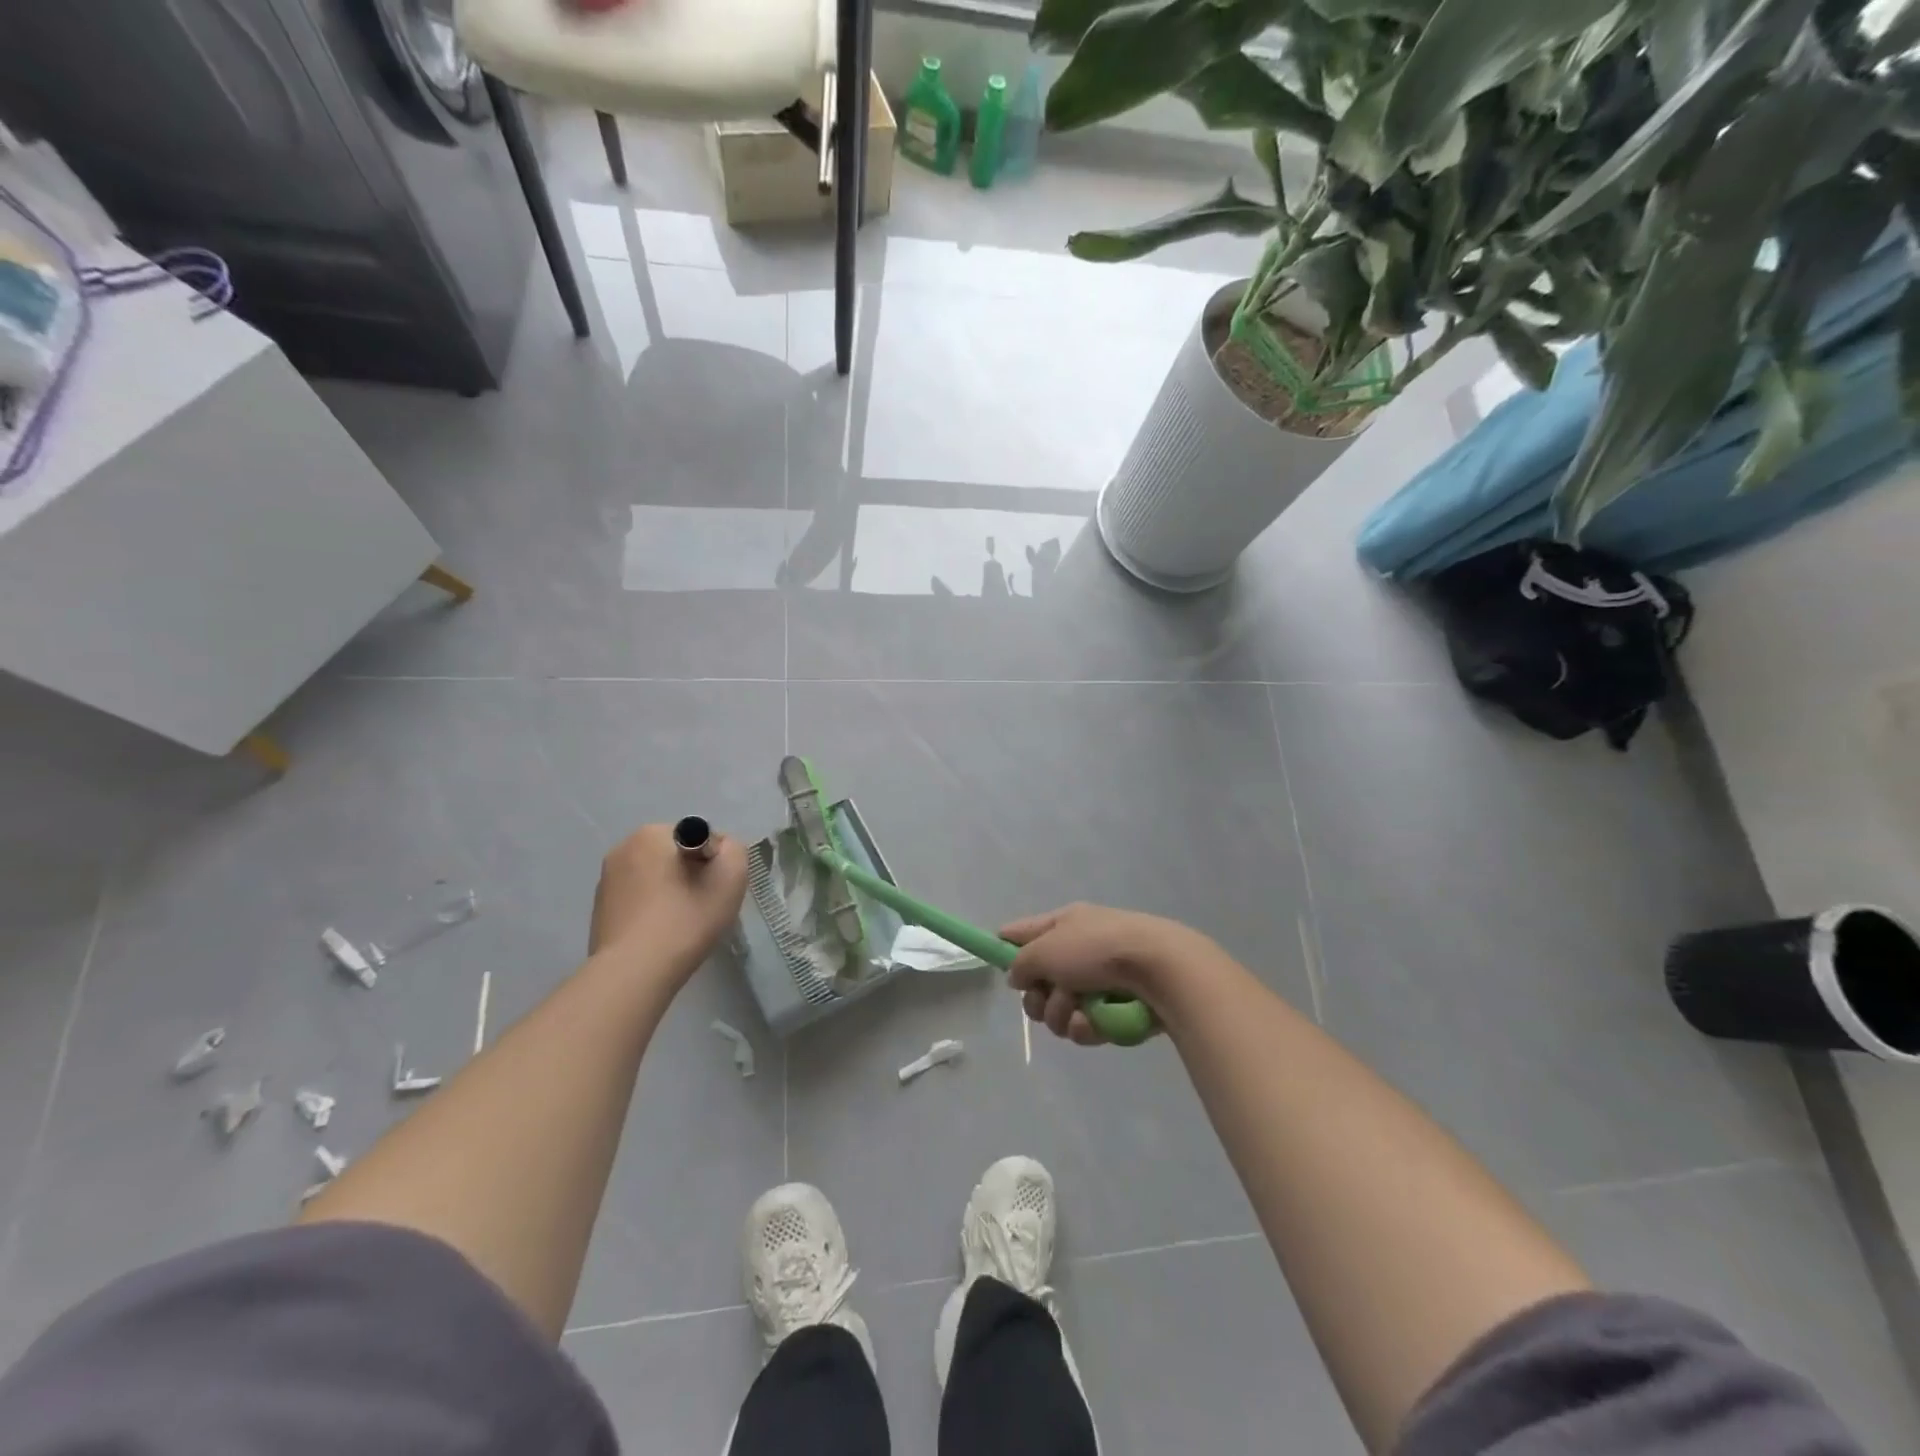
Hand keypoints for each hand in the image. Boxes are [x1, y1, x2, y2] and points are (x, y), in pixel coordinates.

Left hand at [591, 824, 747, 979]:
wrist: (634, 973)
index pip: (698, 836)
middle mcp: (622, 849)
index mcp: (651, 834)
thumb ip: (734, 849)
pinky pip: (639, 901)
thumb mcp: (731, 875)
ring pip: (656, 878)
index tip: (715, 889)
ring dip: (672, 893)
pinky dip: (653, 911)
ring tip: (681, 925)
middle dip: (692, 875)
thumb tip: (719, 850)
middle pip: (676, 856)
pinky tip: (660, 936)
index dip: (714, 862)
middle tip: (703, 906)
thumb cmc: (686, 918)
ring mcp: (606, 881)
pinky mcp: (600, 911)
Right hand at [1000, 903, 1216, 1045]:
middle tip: (1046, 1000)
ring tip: (1080, 1011)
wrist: (1160, 969)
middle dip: (1038, 999)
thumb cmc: (1097, 950)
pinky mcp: (1116, 1008)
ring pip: (1060, 1009)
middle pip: (1039, 982)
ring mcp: (1099, 980)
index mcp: (1063, 924)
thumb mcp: (1046, 949)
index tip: (998, 969)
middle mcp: (1079, 949)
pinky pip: (1086, 1025)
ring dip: (1063, 1015)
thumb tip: (1017, 975)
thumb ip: (1022, 963)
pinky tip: (1096, 1024)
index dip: (1005, 948)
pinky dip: (1087, 1027)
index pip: (1021, 932)